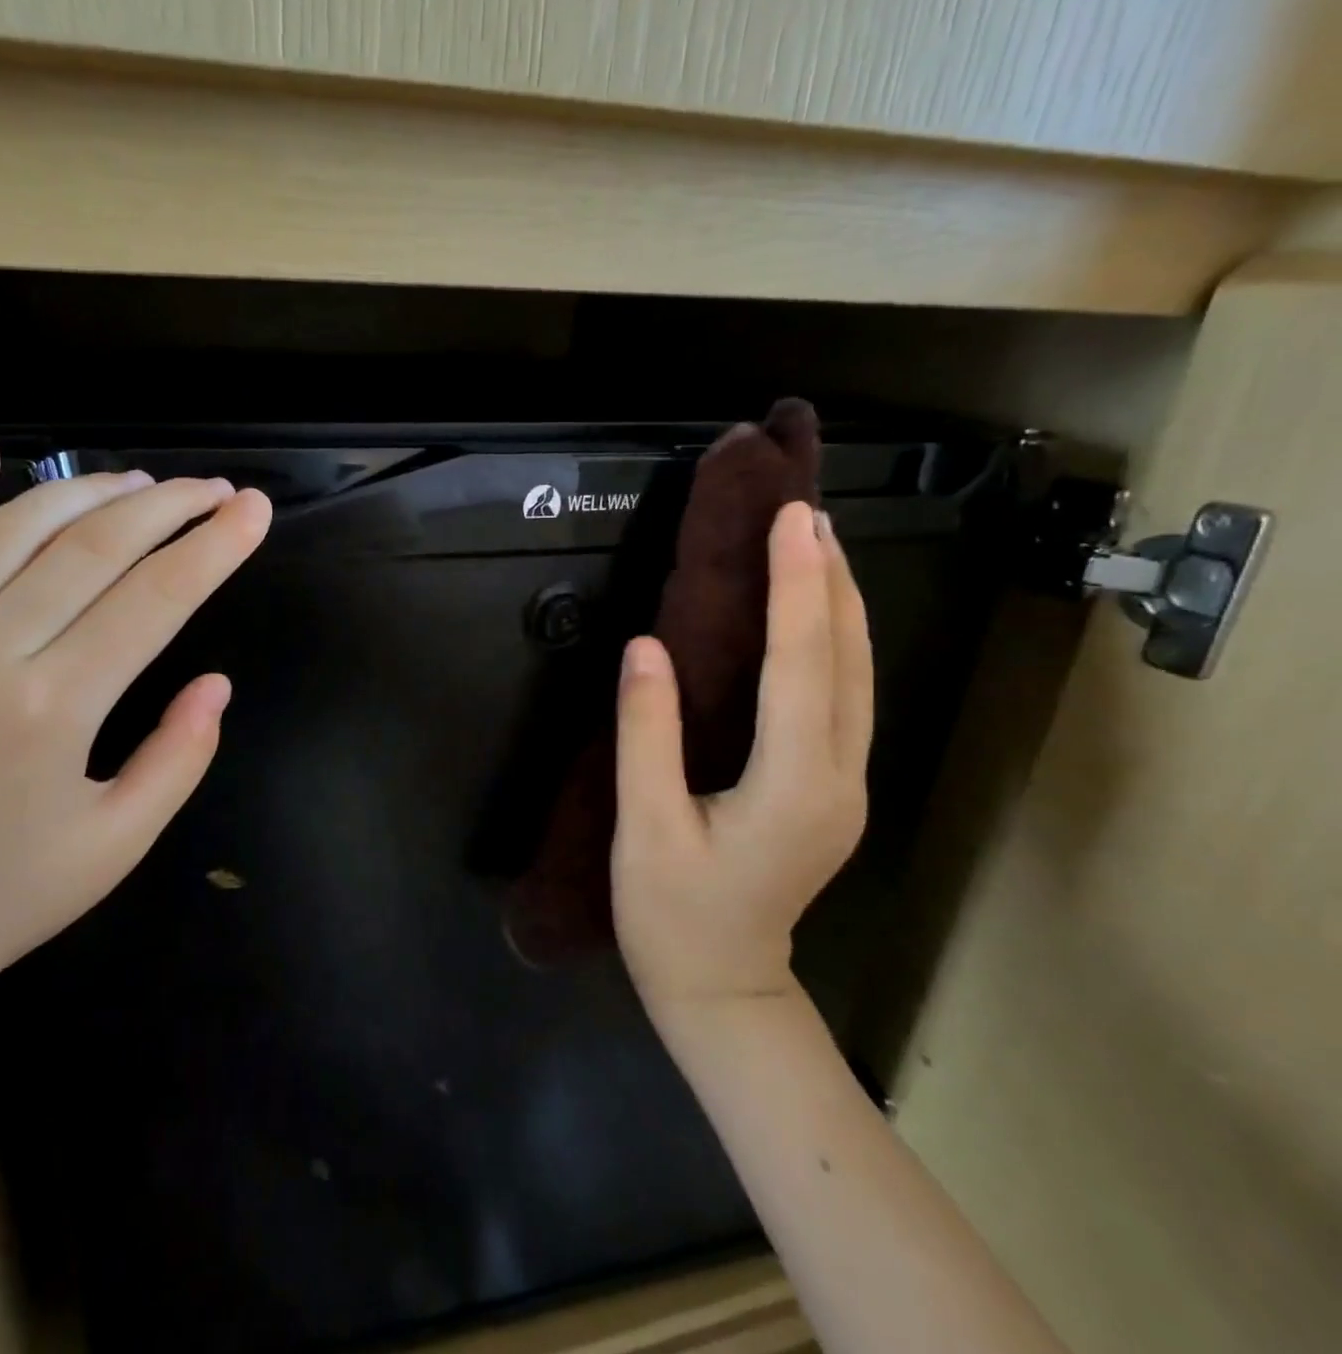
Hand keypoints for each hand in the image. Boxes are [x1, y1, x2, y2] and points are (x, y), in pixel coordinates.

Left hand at [0, 434, 272, 1042]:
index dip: (214, 548)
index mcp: (52, 709)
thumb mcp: (118, 845)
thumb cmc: (4, 898)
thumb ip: (179, 757)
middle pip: (93, 547)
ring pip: (15, 530)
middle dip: (168, 507)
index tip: (255, 511)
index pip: (155, 598)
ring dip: (89, 492)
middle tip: (218, 490)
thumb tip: (216, 684)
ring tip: (146, 483)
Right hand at [612, 501, 871, 1020]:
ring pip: (859, 677)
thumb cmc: (672, 915)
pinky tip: (815, 616)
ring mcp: (846, 785)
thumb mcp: (644, 827)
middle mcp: (839, 777)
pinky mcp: (833, 789)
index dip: (798, 588)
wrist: (723, 989)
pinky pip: (846, 697)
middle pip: (848, 661)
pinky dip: (834, 643)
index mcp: (794, 786)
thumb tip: (646, 646)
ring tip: (816, 545)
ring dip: (840, 605)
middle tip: (805, 513)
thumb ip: (647, 734)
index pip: (801, 665)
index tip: (791, 520)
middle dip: (831, 580)